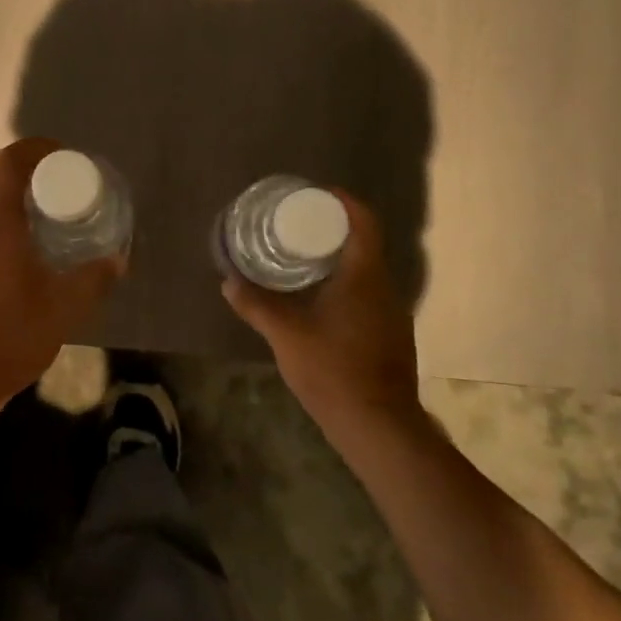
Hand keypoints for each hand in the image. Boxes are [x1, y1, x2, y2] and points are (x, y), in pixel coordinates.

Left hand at [0, 138, 124, 424]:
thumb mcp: (62, 310)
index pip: (8, 162)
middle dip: (16, 168)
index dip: (35, 149)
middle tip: (49, 184)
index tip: (61, 156)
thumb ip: (93, 280)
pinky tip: (9, 253)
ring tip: (34, 217)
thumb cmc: (6, 339)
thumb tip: (118, 260)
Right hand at [222, 192, 423, 442]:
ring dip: (341, 259)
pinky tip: (322, 301)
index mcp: (364, 276)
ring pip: (367, 272)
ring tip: (305, 259)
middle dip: (334, 230)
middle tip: (299, 226)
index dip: (344, 203)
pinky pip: (369, 295)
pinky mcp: (391, 336)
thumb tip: (228, 281)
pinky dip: (347, 286)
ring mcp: (392, 313)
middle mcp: (385, 287)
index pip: (364, 222)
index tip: (319, 195)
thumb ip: (256, 305)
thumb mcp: (286, 334)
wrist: (378, 425)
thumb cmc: (333, 370)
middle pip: (364, 244)